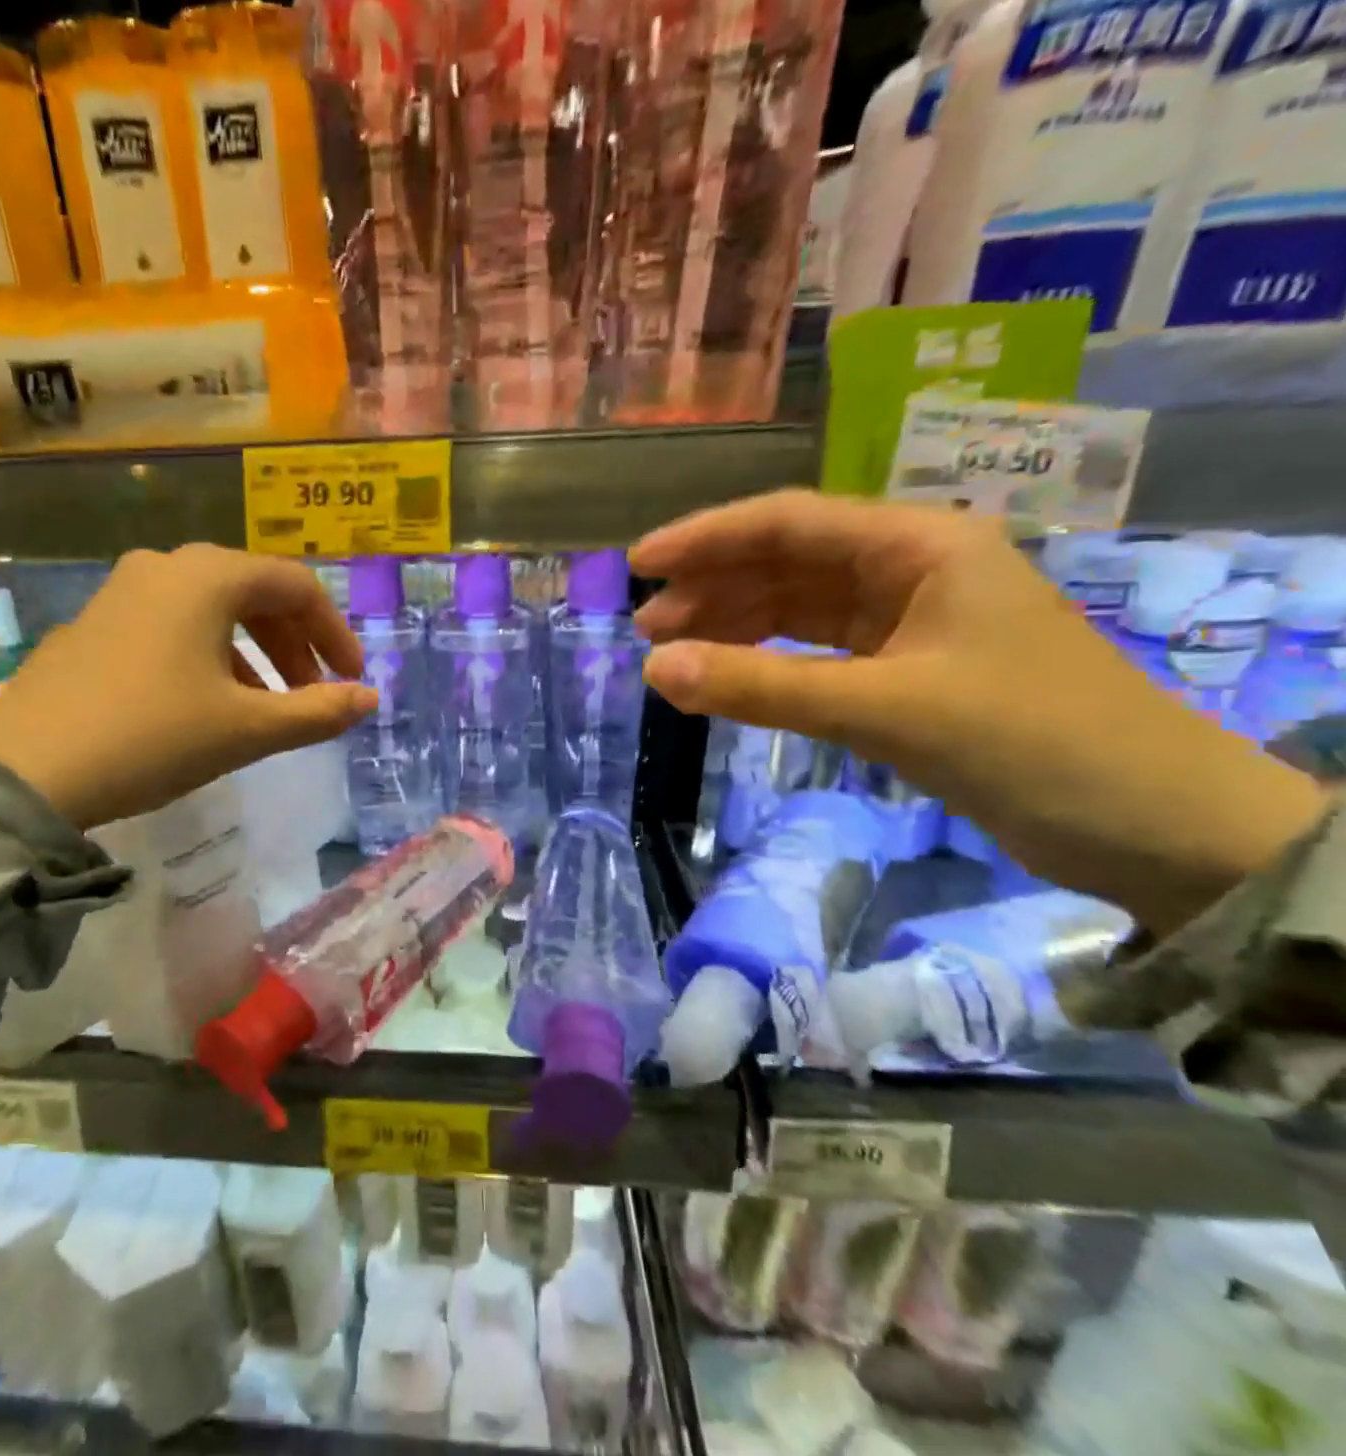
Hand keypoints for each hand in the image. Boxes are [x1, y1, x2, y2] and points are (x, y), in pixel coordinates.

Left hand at [0, 545, 376, 828]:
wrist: (28, 771)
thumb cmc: (153, 736)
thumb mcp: (246, 729)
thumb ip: (318, 712)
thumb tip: (370, 700)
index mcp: (208, 577)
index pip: (297, 586)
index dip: (334, 632)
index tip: (352, 679)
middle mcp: (165, 567)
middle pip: (254, 592)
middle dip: (294, 644)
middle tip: (313, 693)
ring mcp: (122, 591)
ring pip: (211, 610)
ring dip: (253, 652)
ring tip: (265, 705)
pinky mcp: (94, 622)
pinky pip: (172, 625)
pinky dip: (208, 654)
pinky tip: (207, 701)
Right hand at [631, 491, 1327, 936]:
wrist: (1156, 829)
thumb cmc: (1031, 743)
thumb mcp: (884, 709)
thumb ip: (762, 687)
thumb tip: (652, 670)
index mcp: (920, 546)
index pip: (790, 522)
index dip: (707, 538)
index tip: (640, 562)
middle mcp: (910, 570)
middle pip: (787, 562)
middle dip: (713, 588)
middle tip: (646, 628)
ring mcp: (907, 622)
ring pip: (796, 608)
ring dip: (732, 627)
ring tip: (670, 656)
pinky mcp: (904, 672)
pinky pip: (813, 653)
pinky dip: (765, 664)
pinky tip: (726, 680)